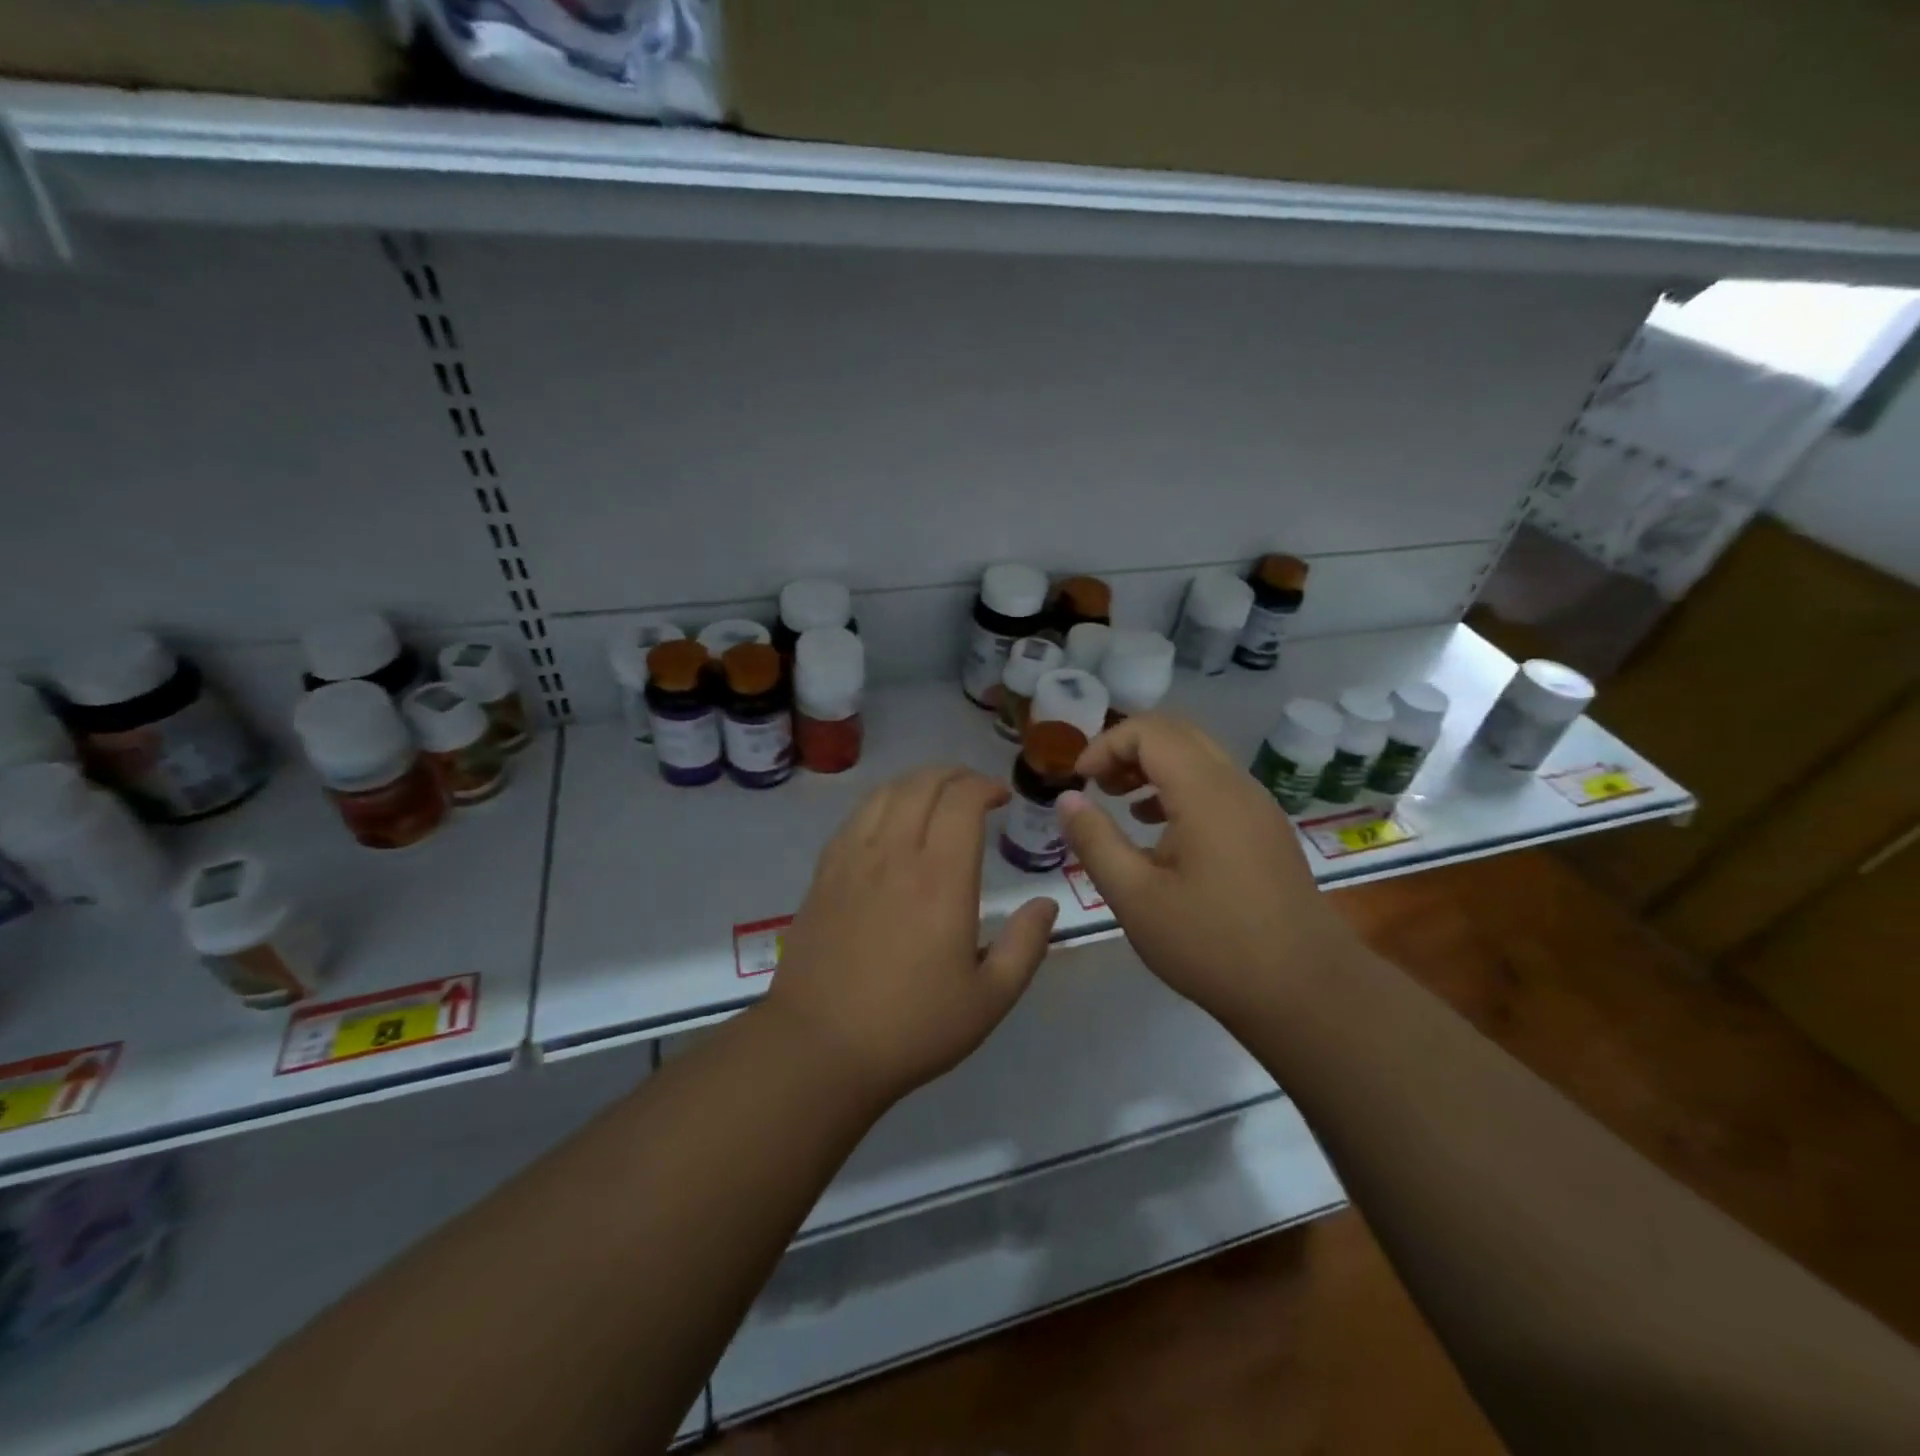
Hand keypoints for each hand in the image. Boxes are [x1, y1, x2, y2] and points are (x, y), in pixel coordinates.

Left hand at [763, 766, 1058, 1104]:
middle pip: (922, 784)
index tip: (1001, 798)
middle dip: (954, 774)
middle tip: (974, 790)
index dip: (984, 786)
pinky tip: (889, 821)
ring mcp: (853, 859)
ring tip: (935, 796)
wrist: (819, 1047)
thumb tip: (1047, 904)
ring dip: (917, 782)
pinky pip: (854, 816)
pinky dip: (881, 802)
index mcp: (941, 878)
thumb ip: (1025, 946)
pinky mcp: (824, 873)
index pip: (962, 800)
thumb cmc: (912, 1027)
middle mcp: (895, 854)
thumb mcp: (989, 999)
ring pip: (885, 792)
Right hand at [1058, 713, 1354, 1025]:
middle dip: (1129, 748)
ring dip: (1155, 767)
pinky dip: (1179, 789)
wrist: (1306, 993)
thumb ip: (1095, 841)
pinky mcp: (1266, 832)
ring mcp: (1258, 808)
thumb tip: (1068, 798)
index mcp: (1206, 792)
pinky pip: (1217, 786)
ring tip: (1121, 803)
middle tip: (1096, 784)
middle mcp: (1237, 786)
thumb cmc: (1212, 944)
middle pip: (1178, 733)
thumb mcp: (1135, 897)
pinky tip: (1159, 832)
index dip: (1106, 744)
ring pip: (1200, 758)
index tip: (1078, 781)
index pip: (1150, 731)